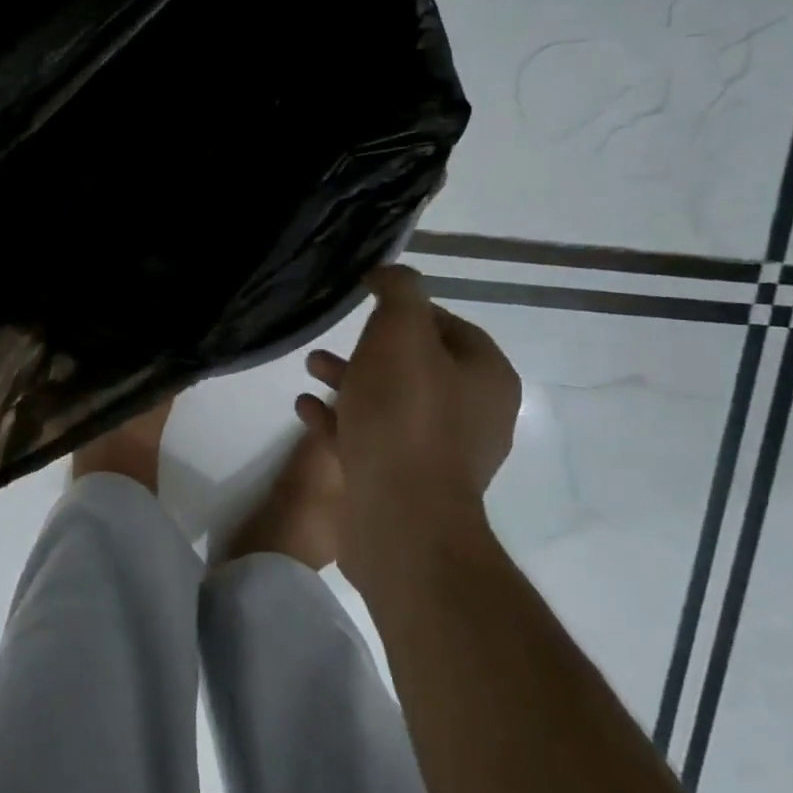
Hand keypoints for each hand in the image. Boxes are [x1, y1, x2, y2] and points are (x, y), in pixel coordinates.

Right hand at [298, 265, 520, 595]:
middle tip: (333, 339)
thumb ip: (400, 292)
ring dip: (350, 381)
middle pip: (417, 365)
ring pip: (390, 402)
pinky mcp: (407, 484)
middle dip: (371, 348)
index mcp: (486, 377)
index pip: (450, 325)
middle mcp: (474, 414)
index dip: (408, 308)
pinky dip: (341, 419)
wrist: (400, 518)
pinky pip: (372, 438)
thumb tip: (391, 273)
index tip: (368, 303)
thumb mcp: (401, 334)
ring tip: (310, 368)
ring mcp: (441, 454)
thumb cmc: (404, 416)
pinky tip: (305, 410)